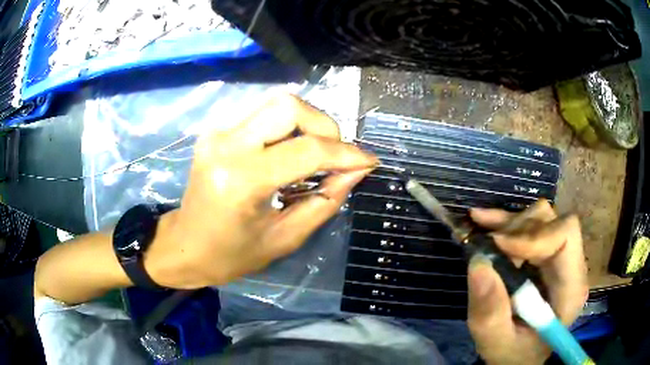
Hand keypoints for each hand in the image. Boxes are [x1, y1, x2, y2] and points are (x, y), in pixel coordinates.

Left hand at [146, 94, 377, 288]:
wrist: (184, 245)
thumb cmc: (230, 255)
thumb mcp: (285, 238)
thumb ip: (325, 201)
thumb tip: (357, 171)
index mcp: (241, 180)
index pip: (307, 150)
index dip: (347, 154)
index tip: (370, 161)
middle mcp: (227, 144)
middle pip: (290, 106)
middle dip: (325, 126)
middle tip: (335, 156)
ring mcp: (217, 132)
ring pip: (277, 103)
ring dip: (306, 123)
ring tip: (316, 154)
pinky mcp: (216, 131)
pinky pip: (262, 114)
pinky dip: (286, 127)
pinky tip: (289, 151)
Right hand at [466, 200, 588, 364]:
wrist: (520, 356)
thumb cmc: (514, 355)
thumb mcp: (496, 342)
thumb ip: (490, 313)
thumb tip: (479, 264)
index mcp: (571, 288)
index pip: (566, 236)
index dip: (533, 235)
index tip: (498, 246)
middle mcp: (571, 265)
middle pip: (552, 222)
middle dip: (517, 229)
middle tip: (488, 246)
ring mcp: (561, 258)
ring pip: (541, 217)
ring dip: (510, 225)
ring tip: (484, 237)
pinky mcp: (547, 255)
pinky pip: (532, 225)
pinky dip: (507, 222)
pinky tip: (485, 221)